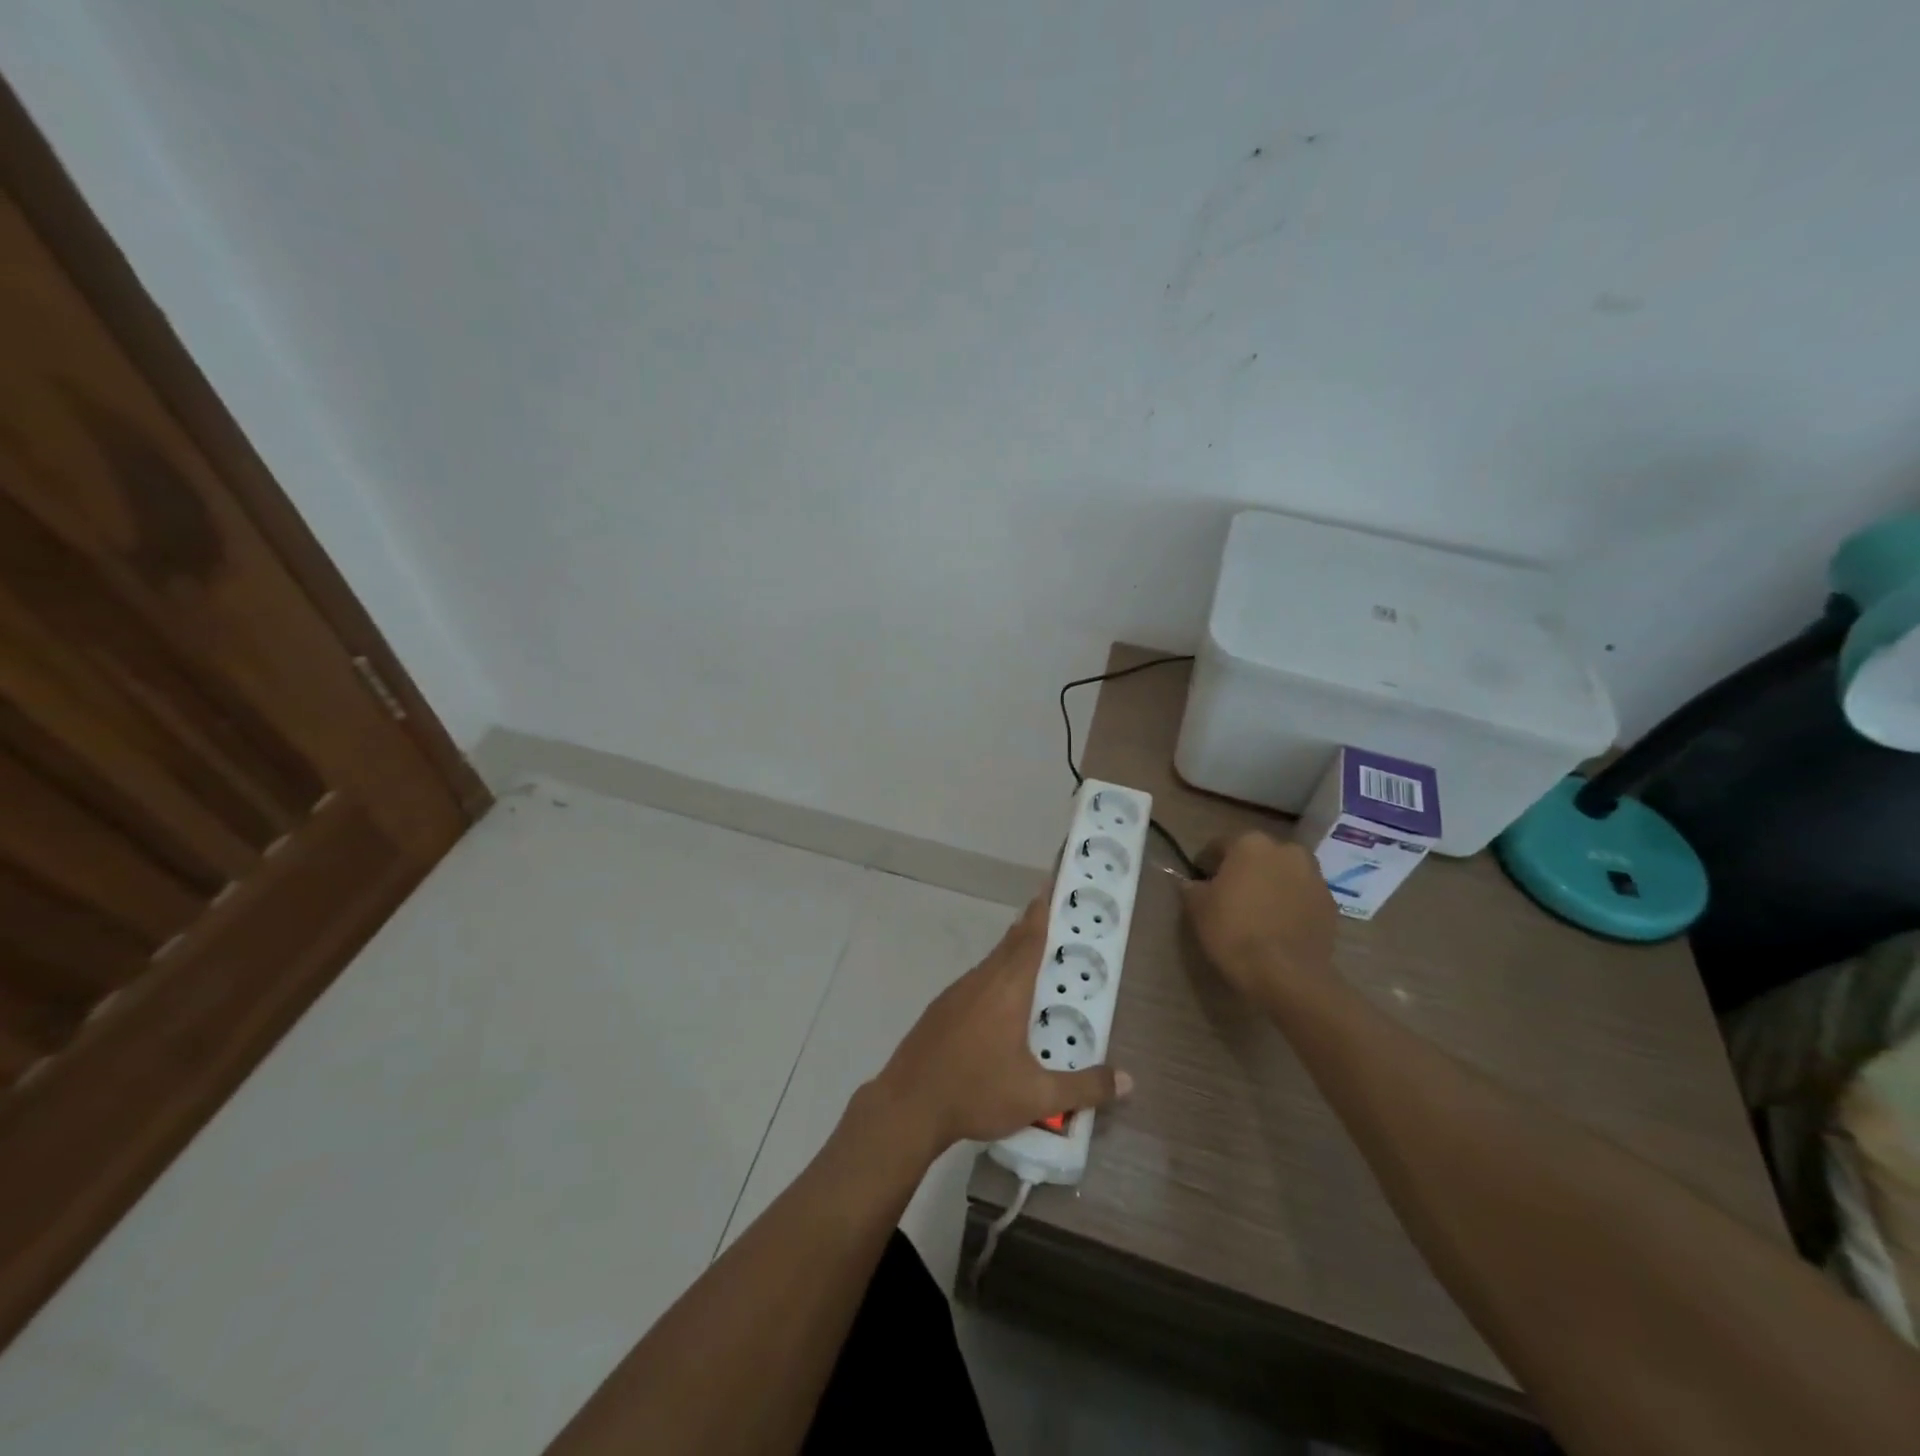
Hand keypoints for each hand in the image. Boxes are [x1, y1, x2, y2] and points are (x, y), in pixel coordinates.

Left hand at [870, 895, 1128, 1157]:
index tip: (1052, 884)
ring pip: (992, 962)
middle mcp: (981, 980)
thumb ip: (1085, 1087)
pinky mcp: (941, 1009)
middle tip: (1056, 916)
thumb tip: (1128, 1080)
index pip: (1030, 938)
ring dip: (1014, 953)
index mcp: (1007, 989)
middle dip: (1033, 927)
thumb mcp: (1037, 1097)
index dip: (1043, 911)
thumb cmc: (975, 1092)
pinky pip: (977, 981)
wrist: (907, 1106)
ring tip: (1038, 959)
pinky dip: (997, 977)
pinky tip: (1003, 1003)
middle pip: (1011, 943)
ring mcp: (956, 993)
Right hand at [1181, 831, 1338, 1010]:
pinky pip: (1302, 896)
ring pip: (1283, 874)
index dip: (1206, 864)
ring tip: (1257, 911)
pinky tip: (1278, 925)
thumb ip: (1192, 887)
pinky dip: (1290, 903)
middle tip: (1230, 896)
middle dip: (1243, 870)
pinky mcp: (1330, 903)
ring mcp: (1313, 876)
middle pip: (1257, 856)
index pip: (1220, 846)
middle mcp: (1286, 850)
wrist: (1286, 974)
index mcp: (1250, 843)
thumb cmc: (1234, 931)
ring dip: (1270, 884)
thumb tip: (1193, 883)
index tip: (1199, 882)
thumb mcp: (1197, 908)